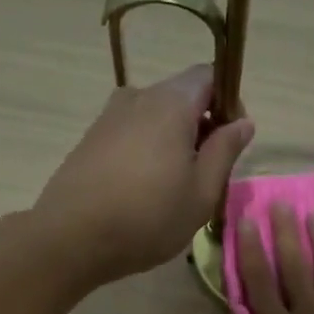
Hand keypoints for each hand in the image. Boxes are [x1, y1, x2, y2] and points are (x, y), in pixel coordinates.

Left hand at [29, 65, 253, 285]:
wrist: (71, 238)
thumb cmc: (148, 217)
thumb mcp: (202, 192)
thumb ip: (225, 151)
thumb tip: (243, 122)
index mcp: (171, 103)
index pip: (209, 76)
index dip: (228, 103)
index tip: (230, 142)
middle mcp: (137, 97)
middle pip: (180, 97)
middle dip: (201, 127)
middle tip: (206, 174)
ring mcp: (109, 117)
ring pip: (154, 119)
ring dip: (172, 143)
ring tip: (173, 189)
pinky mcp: (90, 140)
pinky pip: (131, 135)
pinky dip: (146, 153)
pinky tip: (143, 192)